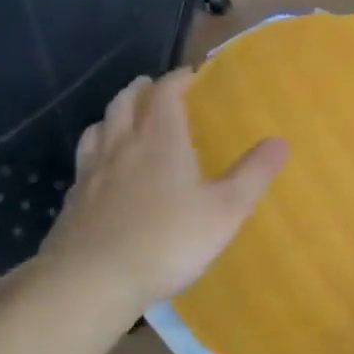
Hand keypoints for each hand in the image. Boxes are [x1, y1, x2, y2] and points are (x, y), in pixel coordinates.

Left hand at [40, 70, 286, 314]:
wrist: (94, 279)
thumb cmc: (168, 241)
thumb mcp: (225, 211)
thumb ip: (253, 175)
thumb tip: (281, 141)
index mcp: (161, 140)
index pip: (166, 94)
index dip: (178, 79)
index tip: (191, 75)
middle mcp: (122, 146)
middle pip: (126, 103)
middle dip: (142, 90)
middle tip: (153, 87)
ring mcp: (92, 172)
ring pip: (99, 127)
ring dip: (114, 115)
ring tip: (124, 118)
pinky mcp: (73, 200)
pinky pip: (84, 161)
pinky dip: (96, 150)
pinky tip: (100, 169)